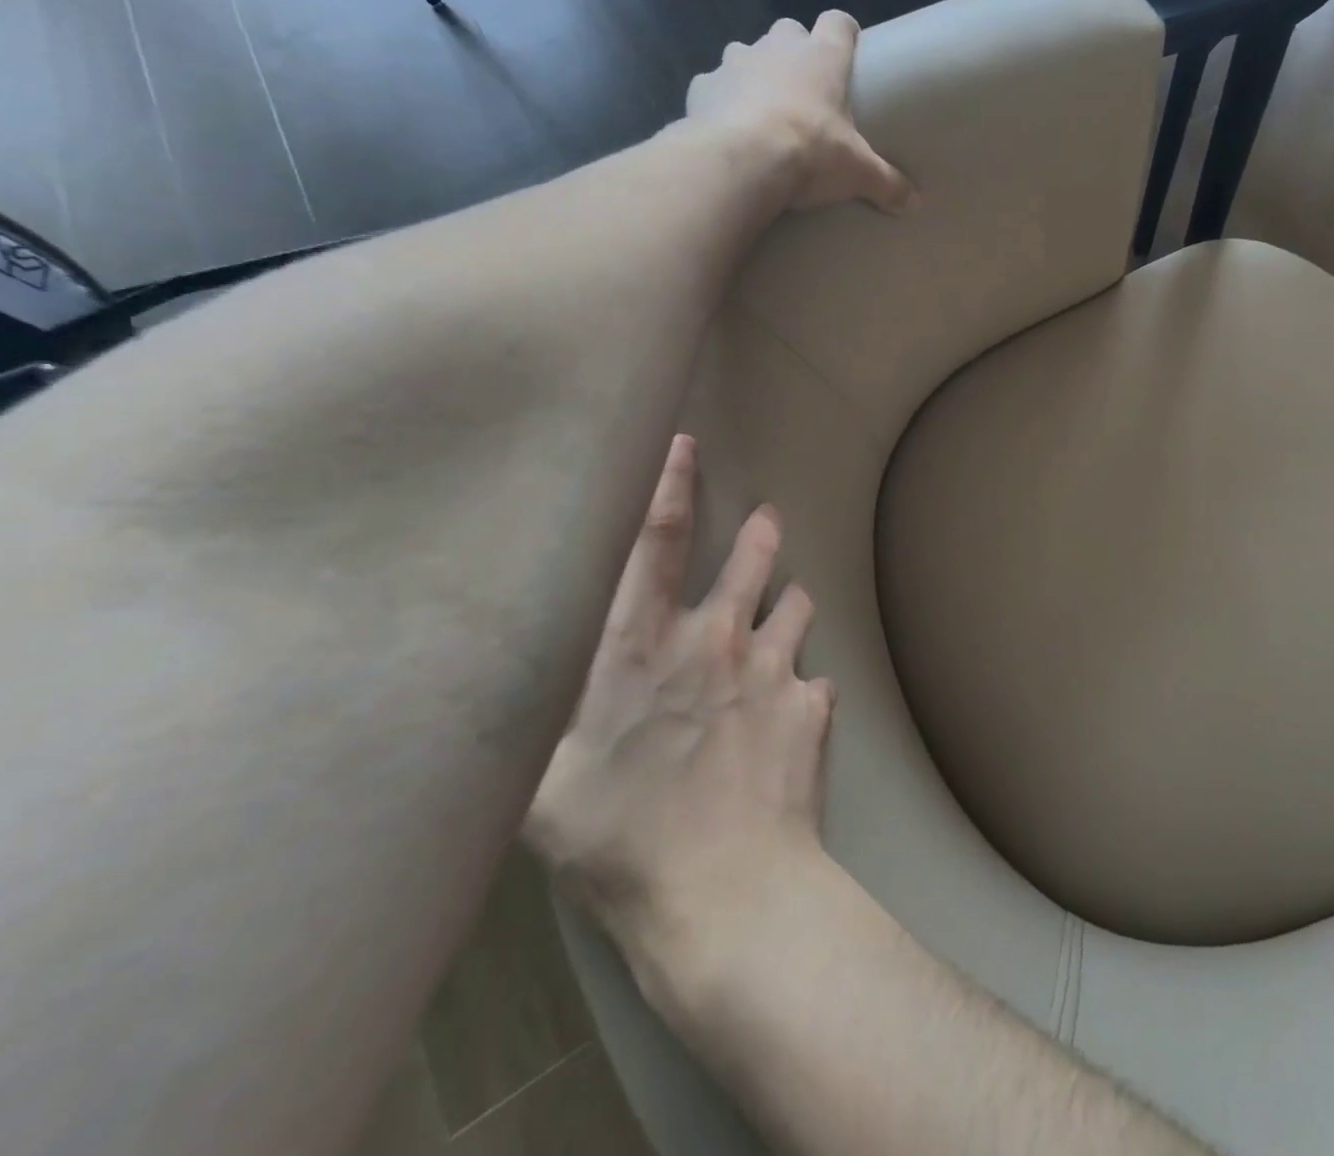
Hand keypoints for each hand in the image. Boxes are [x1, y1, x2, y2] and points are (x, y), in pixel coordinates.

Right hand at [526, 434, 837, 1008]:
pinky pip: (815, 681)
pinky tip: (797, 711)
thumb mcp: (543, 783)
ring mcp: (774, 670)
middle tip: (765, 520)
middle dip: (759, 534)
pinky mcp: (813, 706)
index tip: (685, 443)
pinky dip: (805, 686)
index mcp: (644, 647)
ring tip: (788, 609)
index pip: (655, 541)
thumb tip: (518, 679)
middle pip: (750, 558)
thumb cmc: (618, 841)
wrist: (725, 890)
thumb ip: (542, 717)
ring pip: (796, 606)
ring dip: (791, 604)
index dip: (670, 483)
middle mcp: (717, 641)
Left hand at [686, 12, 914, 214]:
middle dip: (794, 55)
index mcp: (822, 57)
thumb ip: (887, 183)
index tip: (848, 52)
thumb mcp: (858, 173)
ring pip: (746, 54)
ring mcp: (735, 61)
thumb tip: (914, 204)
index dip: (844, 34)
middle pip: (789, 32)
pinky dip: (719, 102)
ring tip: (761, 112)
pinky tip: (725, 129)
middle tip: (803, 92)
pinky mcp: (702, 85)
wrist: (742, 161)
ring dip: (754, 74)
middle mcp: (778, 47)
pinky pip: (712, 86)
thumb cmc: (810, 152)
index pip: (838, 23)